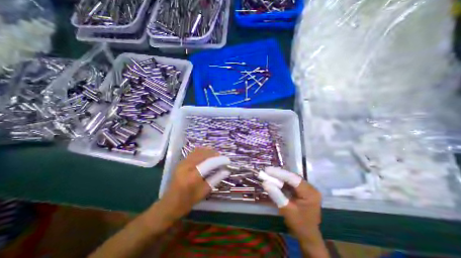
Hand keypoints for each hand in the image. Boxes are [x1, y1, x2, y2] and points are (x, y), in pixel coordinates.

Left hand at [160, 148, 230, 220]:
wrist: (169, 204)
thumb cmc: (187, 201)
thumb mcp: (204, 191)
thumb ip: (216, 179)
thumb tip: (226, 170)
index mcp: (192, 177)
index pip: (209, 163)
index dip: (220, 160)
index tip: (228, 161)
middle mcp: (186, 166)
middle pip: (204, 154)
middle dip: (215, 154)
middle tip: (222, 158)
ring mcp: (182, 162)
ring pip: (199, 151)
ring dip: (209, 152)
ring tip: (216, 156)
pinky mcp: (181, 161)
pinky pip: (194, 152)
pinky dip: (203, 152)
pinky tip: (207, 156)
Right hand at [261, 168, 320, 239]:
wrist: (308, 235)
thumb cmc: (299, 224)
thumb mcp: (286, 210)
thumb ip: (276, 195)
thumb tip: (264, 183)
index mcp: (310, 193)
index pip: (293, 179)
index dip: (279, 173)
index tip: (267, 170)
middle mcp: (310, 188)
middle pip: (292, 176)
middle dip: (279, 173)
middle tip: (266, 171)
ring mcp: (307, 188)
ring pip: (291, 178)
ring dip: (279, 176)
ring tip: (268, 173)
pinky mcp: (303, 190)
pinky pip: (291, 182)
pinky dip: (282, 181)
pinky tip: (274, 179)